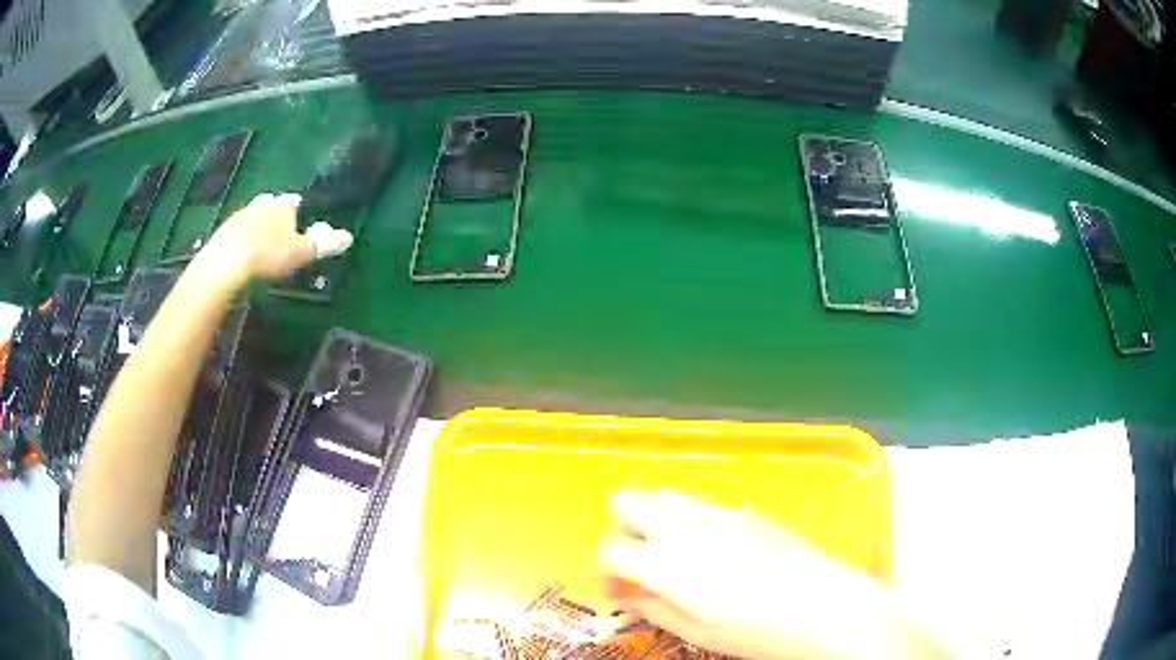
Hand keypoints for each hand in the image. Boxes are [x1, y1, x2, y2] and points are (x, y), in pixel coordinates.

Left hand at [191, 193, 317, 284]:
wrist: (226, 264)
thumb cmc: (268, 255)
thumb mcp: (300, 252)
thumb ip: (322, 244)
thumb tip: (348, 237)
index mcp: (282, 205)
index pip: (293, 203)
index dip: (297, 214)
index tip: (299, 227)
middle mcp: (261, 204)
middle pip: (271, 207)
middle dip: (275, 218)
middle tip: (279, 237)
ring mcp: (238, 217)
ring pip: (252, 219)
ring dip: (256, 229)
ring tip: (261, 248)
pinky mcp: (221, 233)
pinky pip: (236, 234)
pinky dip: (241, 242)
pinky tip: (242, 257)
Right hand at [599, 492, 950, 659]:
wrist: (823, 606)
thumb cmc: (758, 631)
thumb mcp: (699, 632)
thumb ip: (656, 609)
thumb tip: (631, 598)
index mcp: (667, 562)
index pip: (610, 550)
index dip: (605, 573)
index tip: (619, 593)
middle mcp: (686, 526)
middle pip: (626, 502)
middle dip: (620, 531)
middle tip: (638, 564)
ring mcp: (717, 512)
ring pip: (662, 496)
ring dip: (651, 523)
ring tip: (671, 558)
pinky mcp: (744, 510)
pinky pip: (697, 506)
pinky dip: (686, 524)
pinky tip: (711, 555)